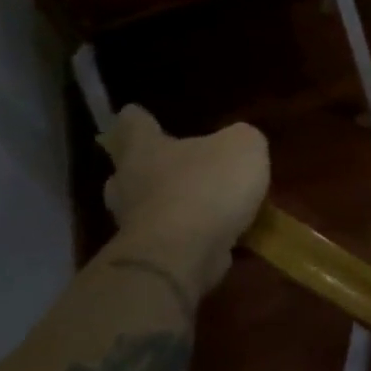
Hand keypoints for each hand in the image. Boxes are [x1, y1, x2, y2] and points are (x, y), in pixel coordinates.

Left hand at [99, 105, 270, 296]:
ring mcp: (134, 225)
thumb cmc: (207, 186)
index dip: (136, 117)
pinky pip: (168, 237)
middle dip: (143, 165)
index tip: (132, 111)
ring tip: (196, 200)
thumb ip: (240, 139)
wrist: (182, 257)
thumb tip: (235, 143)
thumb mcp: (243, 146)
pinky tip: (210, 231)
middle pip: (127, 170)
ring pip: (144, 206)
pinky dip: (185, 232)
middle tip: (164, 160)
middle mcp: (130, 185)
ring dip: (165, 203)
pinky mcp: (148, 258)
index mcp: (145, 150)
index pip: (134, 125)